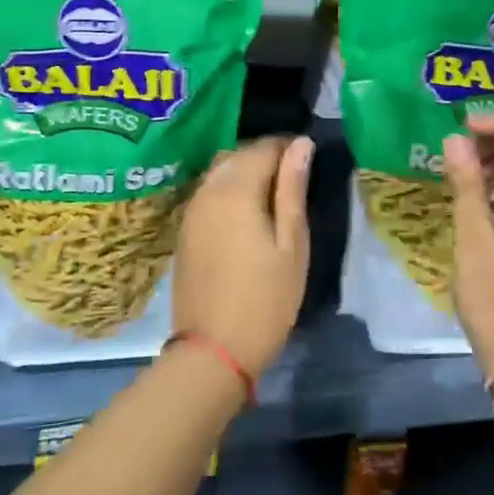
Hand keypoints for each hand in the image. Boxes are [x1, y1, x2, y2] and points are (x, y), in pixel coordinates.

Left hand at [173, 136, 314, 379]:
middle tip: (295, 178)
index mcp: (236, 189)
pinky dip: (229, 190)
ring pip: (220, 172)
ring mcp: (191, 210)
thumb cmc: (265, 298)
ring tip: (274, 195)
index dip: (288, 147)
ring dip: (246, 172)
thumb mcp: (292, 243)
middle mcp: (207, 190)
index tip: (308, 160)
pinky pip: (208, 193)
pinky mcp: (185, 230)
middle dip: (266, 157)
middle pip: (238, 155)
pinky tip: (246, 212)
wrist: (213, 350)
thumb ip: (293, 189)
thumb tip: (301, 144)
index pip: (264, 147)